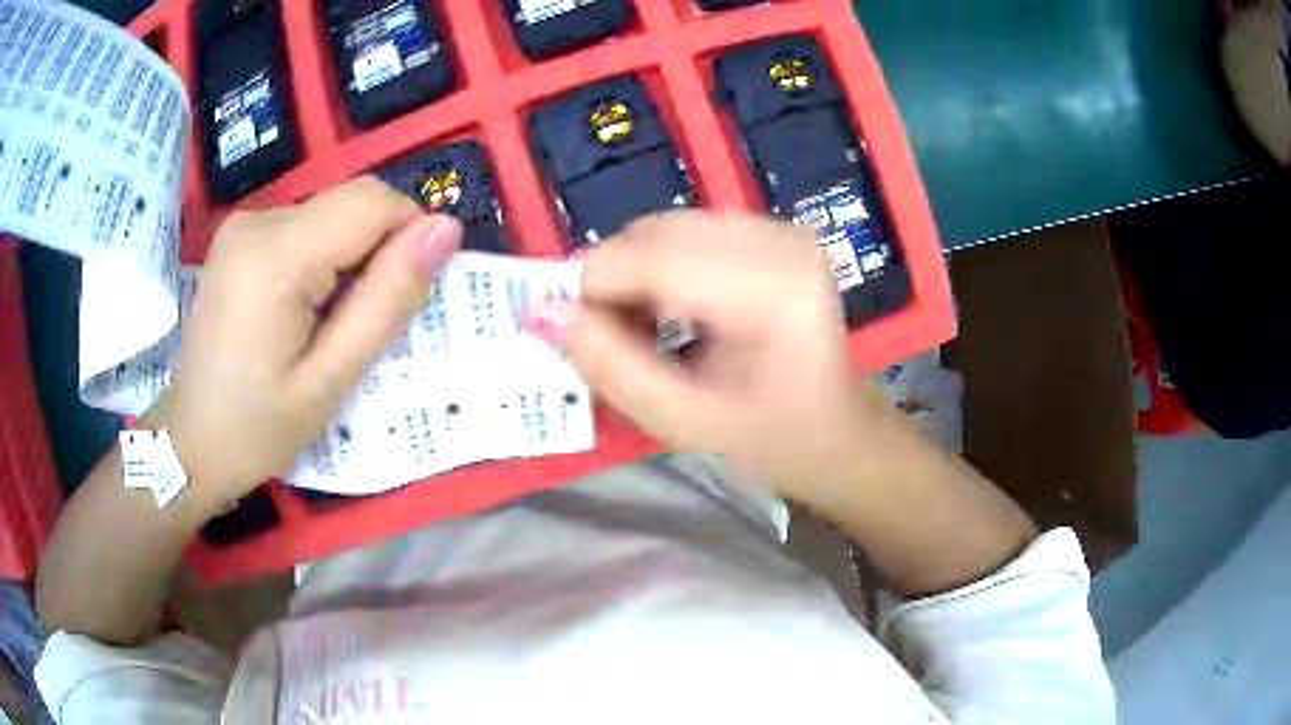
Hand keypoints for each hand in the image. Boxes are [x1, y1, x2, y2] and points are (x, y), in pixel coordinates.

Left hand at [149, 177, 461, 505]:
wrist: (190, 443)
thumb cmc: (257, 428)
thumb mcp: (330, 381)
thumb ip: (387, 301)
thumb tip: (445, 230)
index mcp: (275, 256)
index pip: (373, 202)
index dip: (407, 238)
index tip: (402, 300)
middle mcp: (258, 220)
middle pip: (353, 203)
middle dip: (378, 252)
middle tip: (363, 323)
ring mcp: (244, 224)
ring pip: (334, 214)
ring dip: (351, 259)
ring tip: (329, 325)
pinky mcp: (241, 236)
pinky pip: (307, 226)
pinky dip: (325, 259)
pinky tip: (305, 310)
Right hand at [527, 211, 906, 496]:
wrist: (838, 431)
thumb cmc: (773, 440)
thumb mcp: (684, 421)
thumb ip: (610, 367)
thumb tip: (539, 312)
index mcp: (773, 289)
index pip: (651, 259)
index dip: (589, 288)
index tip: (558, 330)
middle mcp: (780, 239)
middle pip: (655, 233)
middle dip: (611, 282)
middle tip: (605, 339)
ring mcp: (780, 228)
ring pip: (665, 228)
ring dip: (633, 273)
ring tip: (641, 330)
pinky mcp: (774, 229)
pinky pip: (688, 231)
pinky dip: (660, 265)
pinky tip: (671, 310)